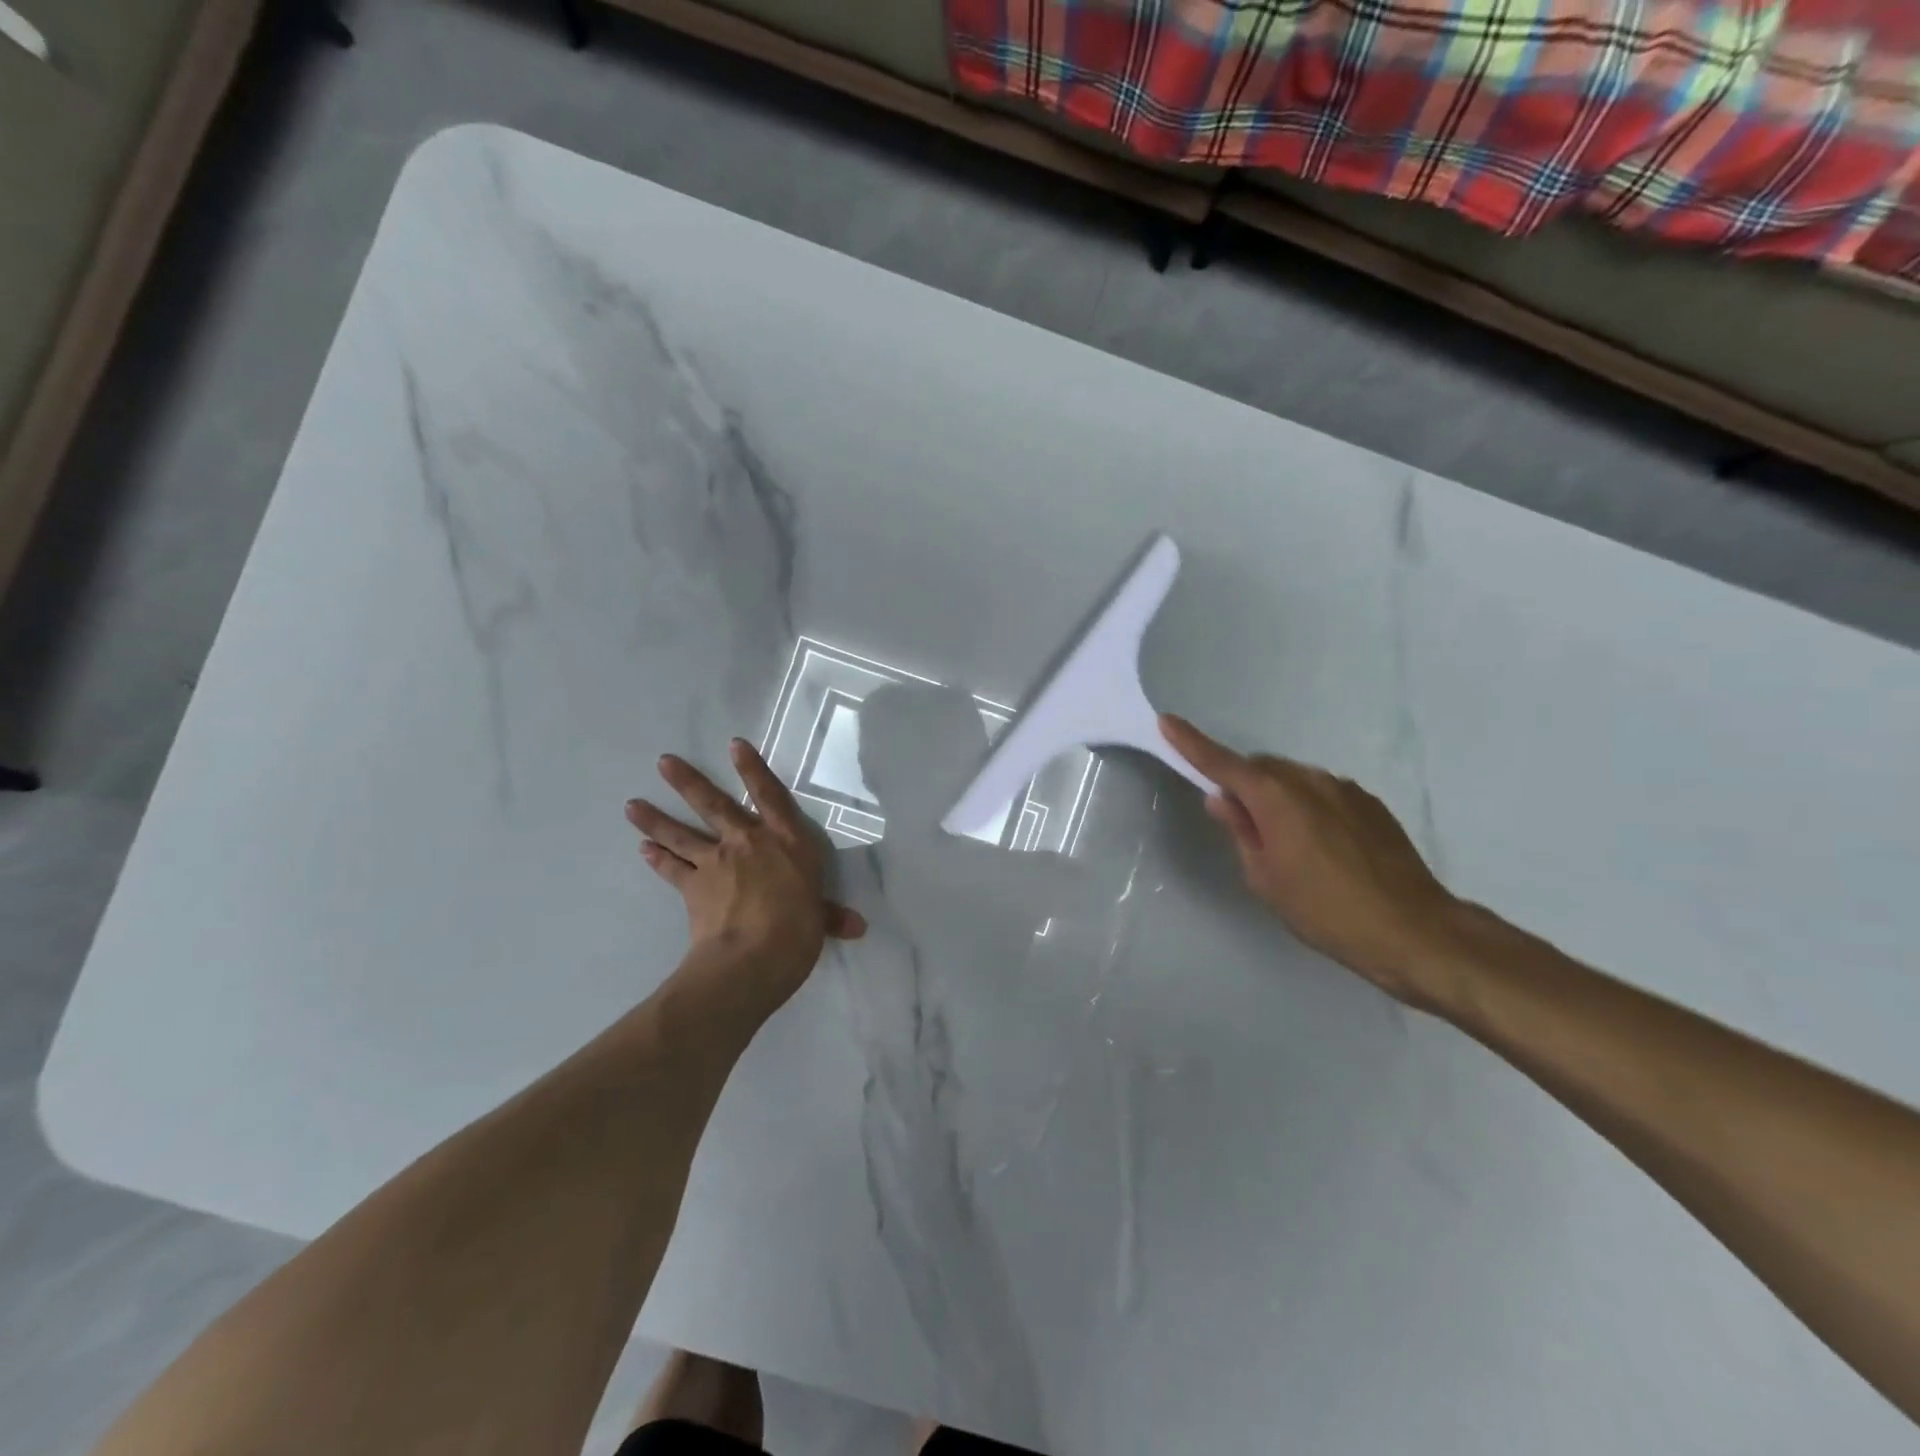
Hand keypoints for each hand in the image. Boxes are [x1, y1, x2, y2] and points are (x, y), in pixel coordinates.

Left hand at [626, 741, 865, 1007]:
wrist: (752, 958)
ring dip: (656, 819)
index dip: (753, 769)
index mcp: (786, 841)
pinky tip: (643, 849)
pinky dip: (658, 859)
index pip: (769, 796)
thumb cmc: (798, 930)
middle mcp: (748, 842)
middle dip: (688, 782)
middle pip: (714, 805)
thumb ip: (831, 915)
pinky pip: (673, 869)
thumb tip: (858, 927)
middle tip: (663, 762)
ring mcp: (717, 862)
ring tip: (632, 805)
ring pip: (682, 834)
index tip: (734, 745)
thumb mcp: (819, 919)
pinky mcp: (694, 888)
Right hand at [1161, 715, 1463, 1008]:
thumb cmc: (1324, 910)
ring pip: (1294, 779)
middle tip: (1241, 825)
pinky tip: (1322, 847)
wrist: (1413, 930)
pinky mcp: (1370, 804)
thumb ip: (1241, 830)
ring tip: (1288, 845)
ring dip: (1278, 797)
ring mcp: (1345, 789)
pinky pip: (1323, 793)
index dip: (1192, 743)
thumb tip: (1222, 799)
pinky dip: (1308, 807)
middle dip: (1243, 784)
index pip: (1223, 763)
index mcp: (1276, 798)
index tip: (1167, 721)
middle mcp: (1310, 780)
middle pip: (1261, 768)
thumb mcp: (1265, 878)